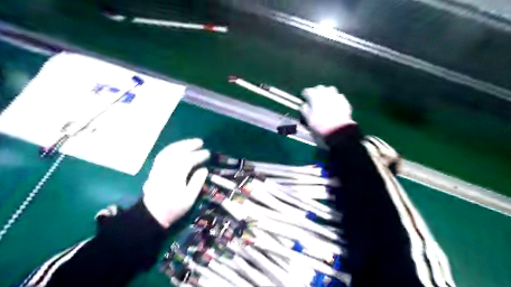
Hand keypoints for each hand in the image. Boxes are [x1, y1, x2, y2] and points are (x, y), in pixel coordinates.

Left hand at [141, 140, 209, 227]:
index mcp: (175, 175)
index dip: (199, 155)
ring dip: (180, 144)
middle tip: (200, 142)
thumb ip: (197, 182)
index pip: (188, 160)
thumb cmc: (173, 208)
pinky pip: (162, 154)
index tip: (208, 153)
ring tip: (190, 142)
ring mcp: (158, 168)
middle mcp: (165, 168)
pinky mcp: (154, 170)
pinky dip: (171, 149)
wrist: (151, 215)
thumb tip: (204, 169)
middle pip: (177, 151)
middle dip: (189, 145)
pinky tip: (177, 148)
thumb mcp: (189, 198)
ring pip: (169, 151)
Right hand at [301, 85, 356, 134]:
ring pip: (330, 90)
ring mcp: (336, 95)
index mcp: (314, 96)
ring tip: (325, 101)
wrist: (338, 130)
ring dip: (327, 93)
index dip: (305, 96)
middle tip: (315, 101)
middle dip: (316, 92)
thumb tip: (304, 104)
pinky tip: (334, 106)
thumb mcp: (308, 118)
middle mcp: (325, 92)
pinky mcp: (344, 101)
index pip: (306, 91)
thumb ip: (304, 109)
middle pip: (319, 88)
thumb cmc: (319, 125)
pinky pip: (338, 96)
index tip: (304, 101)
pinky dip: (335, 99)